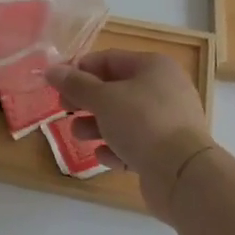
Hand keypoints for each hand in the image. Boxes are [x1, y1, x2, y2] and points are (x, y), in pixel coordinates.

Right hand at [46, 51, 213, 218]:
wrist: (183, 174)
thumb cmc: (142, 123)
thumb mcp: (103, 99)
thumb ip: (75, 85)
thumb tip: (51, 70)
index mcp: (153, 67)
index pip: (108, 59)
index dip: (79, 69)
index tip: (56, 84)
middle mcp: (164, 90)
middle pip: (115, 89)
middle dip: (86, 101)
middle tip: (64, 110)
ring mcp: (168, 122)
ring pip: (124, 118)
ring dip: (97, 126)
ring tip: (78, 135)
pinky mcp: (167, 151)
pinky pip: (135, 144)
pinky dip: (117, 148)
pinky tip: (103, 156)